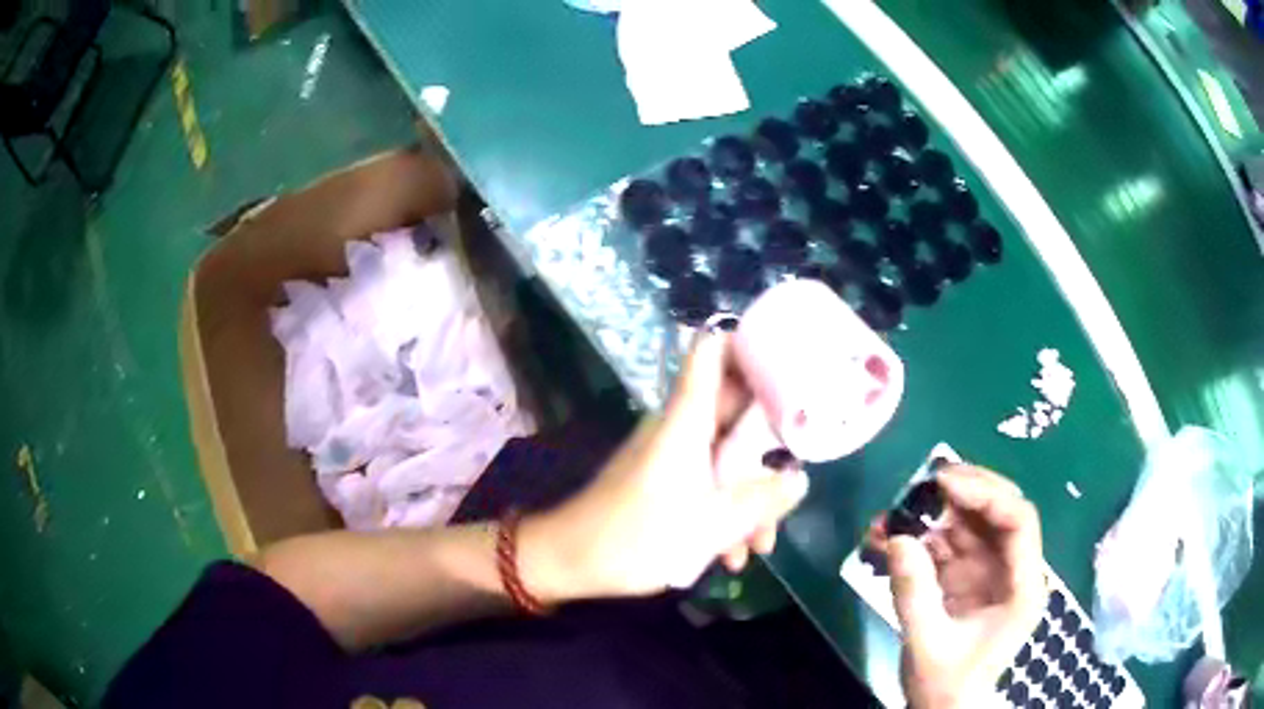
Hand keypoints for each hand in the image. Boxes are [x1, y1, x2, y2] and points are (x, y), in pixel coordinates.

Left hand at [521, 328, 809, 599]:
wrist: (569, 561)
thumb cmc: (637, 537)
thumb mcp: (711, 525)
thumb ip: (761, 500)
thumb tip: (799, 478)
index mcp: (688, 419)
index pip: (715, 351)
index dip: (753, 345)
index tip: (793, 365)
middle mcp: (681, 427)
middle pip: (736, 409)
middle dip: (770, 448)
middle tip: (794, 478)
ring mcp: (672, 455)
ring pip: (727, 456)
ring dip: (749, 496)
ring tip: (759, 545)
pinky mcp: (664, 482)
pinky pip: (707, 482)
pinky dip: (725, 511)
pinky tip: (732, 555)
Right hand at [874, 465, 1045, 708]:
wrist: (943, 708)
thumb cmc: (945, 685)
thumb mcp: (927, 644)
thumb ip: (914, 594)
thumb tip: (897, 538)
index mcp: (1023, 587)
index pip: (1018, 521)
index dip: (986, 494)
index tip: (943, 483)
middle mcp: (1015, 570)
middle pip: (1001, 511)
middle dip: (966, 491)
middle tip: (925, 480)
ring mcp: (992, 572)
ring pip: (975, 522)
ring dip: (939, 512)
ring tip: (900, 507)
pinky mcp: (970, 578)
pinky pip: (952, 544)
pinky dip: (925, 535)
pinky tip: (895, 534)